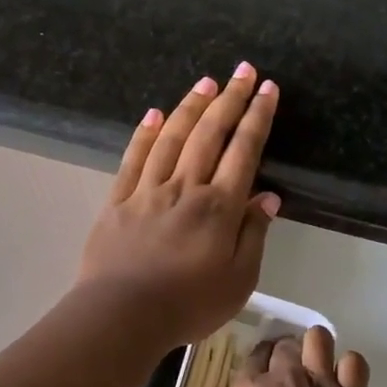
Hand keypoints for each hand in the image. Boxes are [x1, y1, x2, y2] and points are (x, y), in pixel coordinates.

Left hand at [77, 64, 281, 346]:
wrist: (121, 316)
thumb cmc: (188, 304)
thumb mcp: (239, 280)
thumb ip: (254, 235)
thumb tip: (268, 197)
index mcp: (219, 207)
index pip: (244, 151)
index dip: (258, 117)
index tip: (268, 89)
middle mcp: (185, 187)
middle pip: (210, 134)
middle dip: (230, 99)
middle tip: (243, 70)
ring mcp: (148, 190)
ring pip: (173, 137)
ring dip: (191, 106)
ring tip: (207, 82)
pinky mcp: (118, 200)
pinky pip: (134, 158)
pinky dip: (146, 133)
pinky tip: (155, 114)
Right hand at [198, 327, 370, 386]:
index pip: (251, 358)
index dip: (255, 364)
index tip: (257, 379)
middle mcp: (285, 375)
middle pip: (283, 345)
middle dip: (282, 353)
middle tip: (284, 374)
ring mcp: (321, 382)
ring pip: (319, 339)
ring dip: (315, 346)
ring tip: (314, 365)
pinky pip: (355, 363)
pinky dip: (349, 366)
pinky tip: (343, 380)